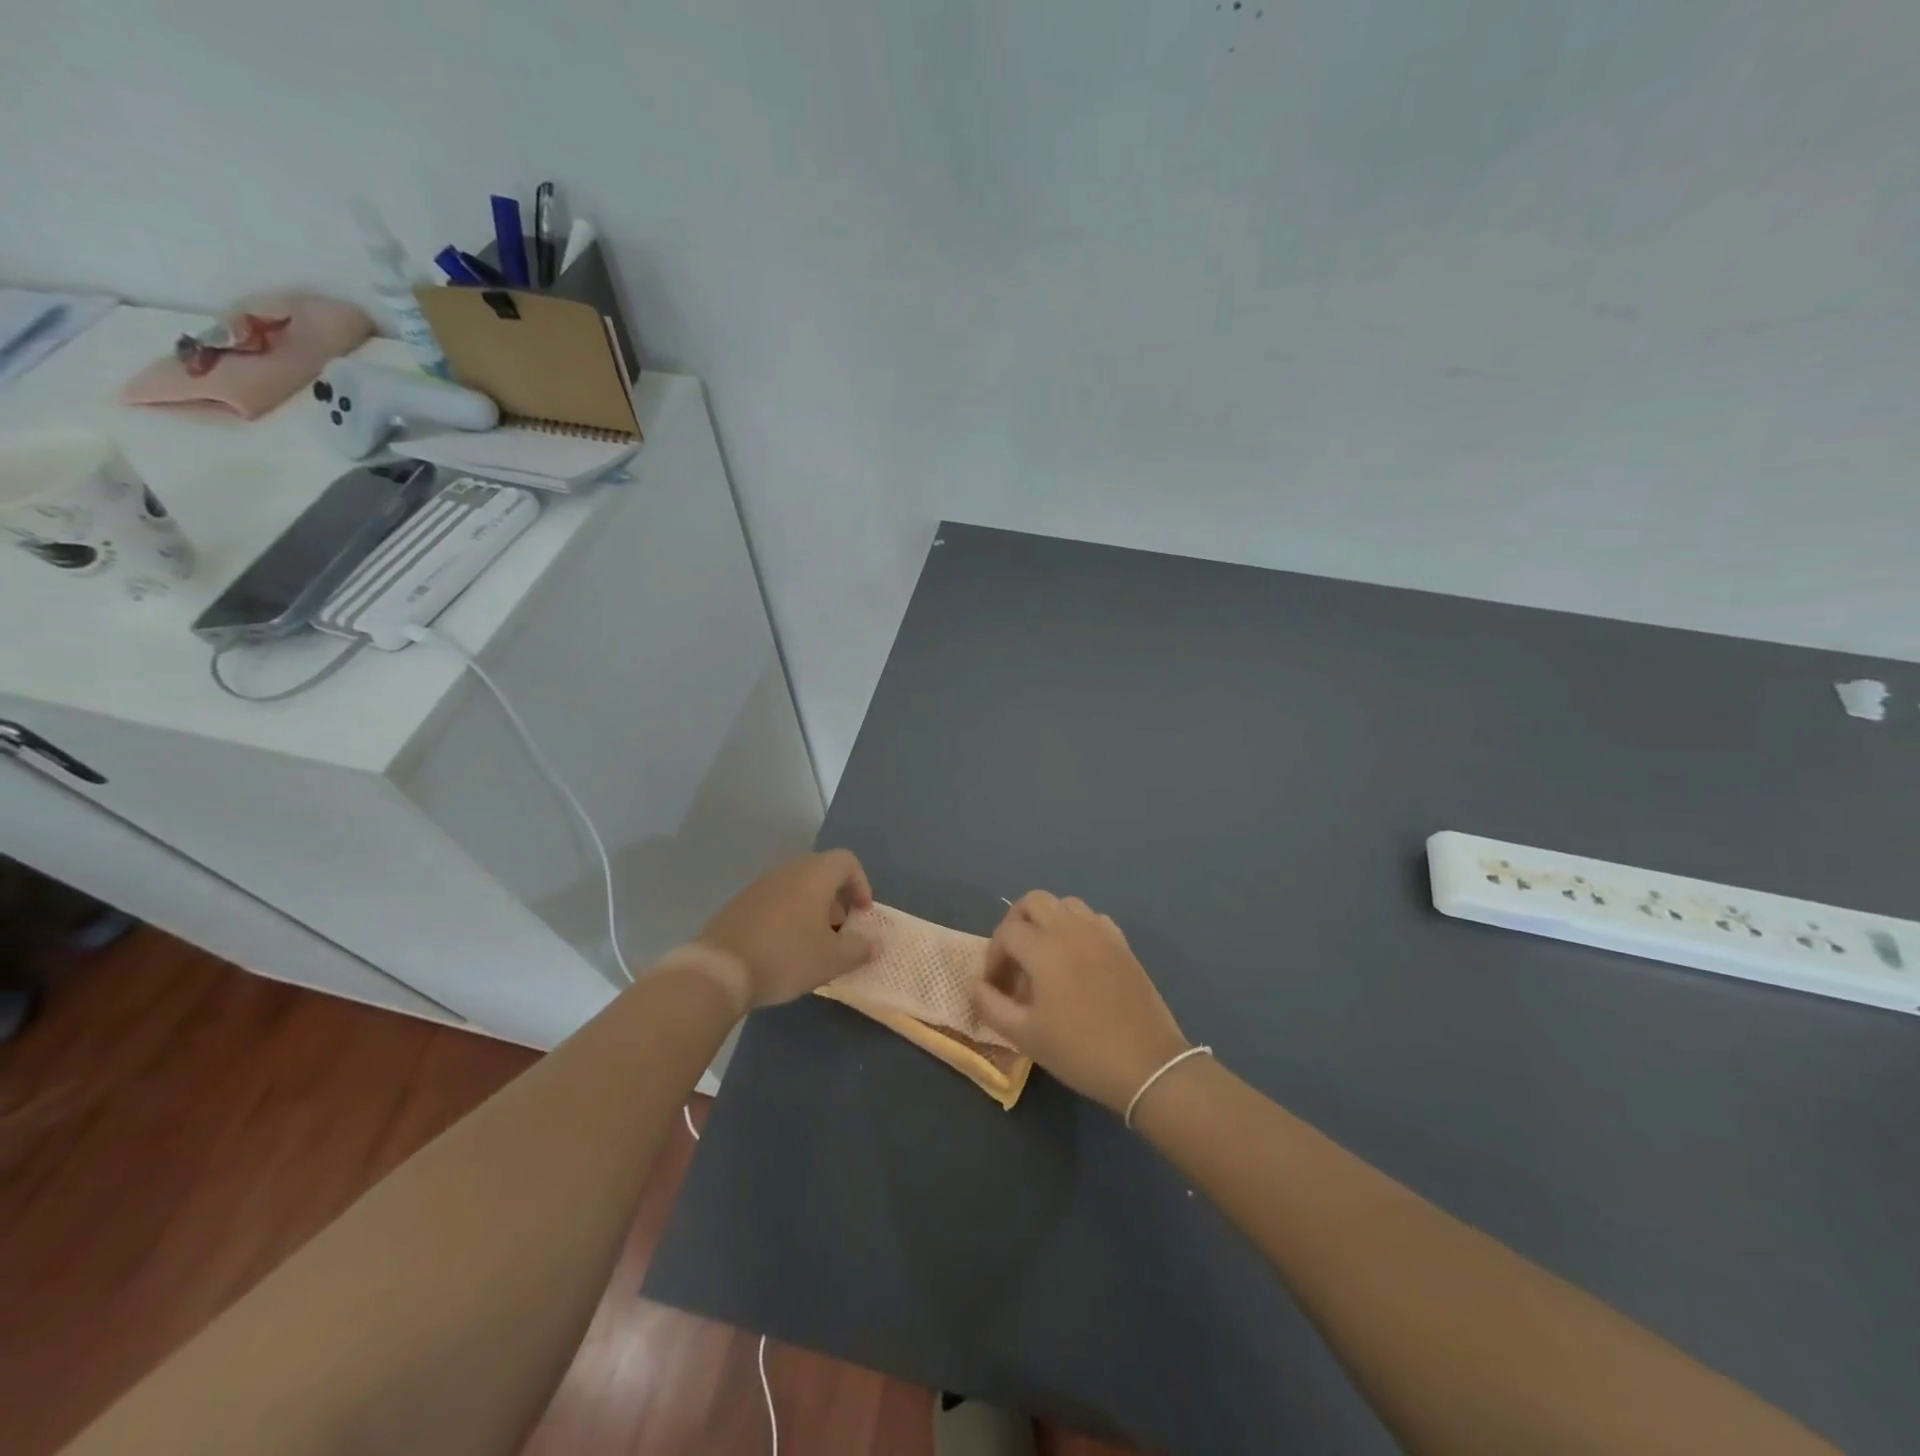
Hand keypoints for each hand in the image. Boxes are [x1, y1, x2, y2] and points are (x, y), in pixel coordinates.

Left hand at [696, 850, 875, 1008]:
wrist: (719, 969)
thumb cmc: (786, 957)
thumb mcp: (832, 960)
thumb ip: (860, 949)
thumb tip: (874, 943)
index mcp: (814, 875)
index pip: (847, 861)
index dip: (861, 884)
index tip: (862, 914)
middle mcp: (787, 871)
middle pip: (821, 873)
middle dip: (836, 900)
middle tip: (839, 931)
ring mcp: (760, 885)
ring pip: (796, 888)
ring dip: (811, 909)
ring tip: (812, 944)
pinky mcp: (740, 903)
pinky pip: (774, 901)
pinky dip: (787, 917)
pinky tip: (782, 950)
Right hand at [973, 891, 1190, 1115]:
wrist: (1147, 1065)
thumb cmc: (1080, 1051)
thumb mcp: (1025, 1036)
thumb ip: (991, 1005)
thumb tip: (976, 984)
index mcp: (1045, 949)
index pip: (1006, 932)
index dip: (993, 956)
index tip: (994, 985)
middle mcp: (1071, 929)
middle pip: (1034, 901)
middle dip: (1016, 924)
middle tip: (1014, 958)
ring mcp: (1101, 933)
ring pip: (1065, 903)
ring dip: (1047, 920)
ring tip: (1044, 955)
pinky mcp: (1122, 943)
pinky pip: (1092, 918)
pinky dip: (1076, 927)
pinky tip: (1076, 958)